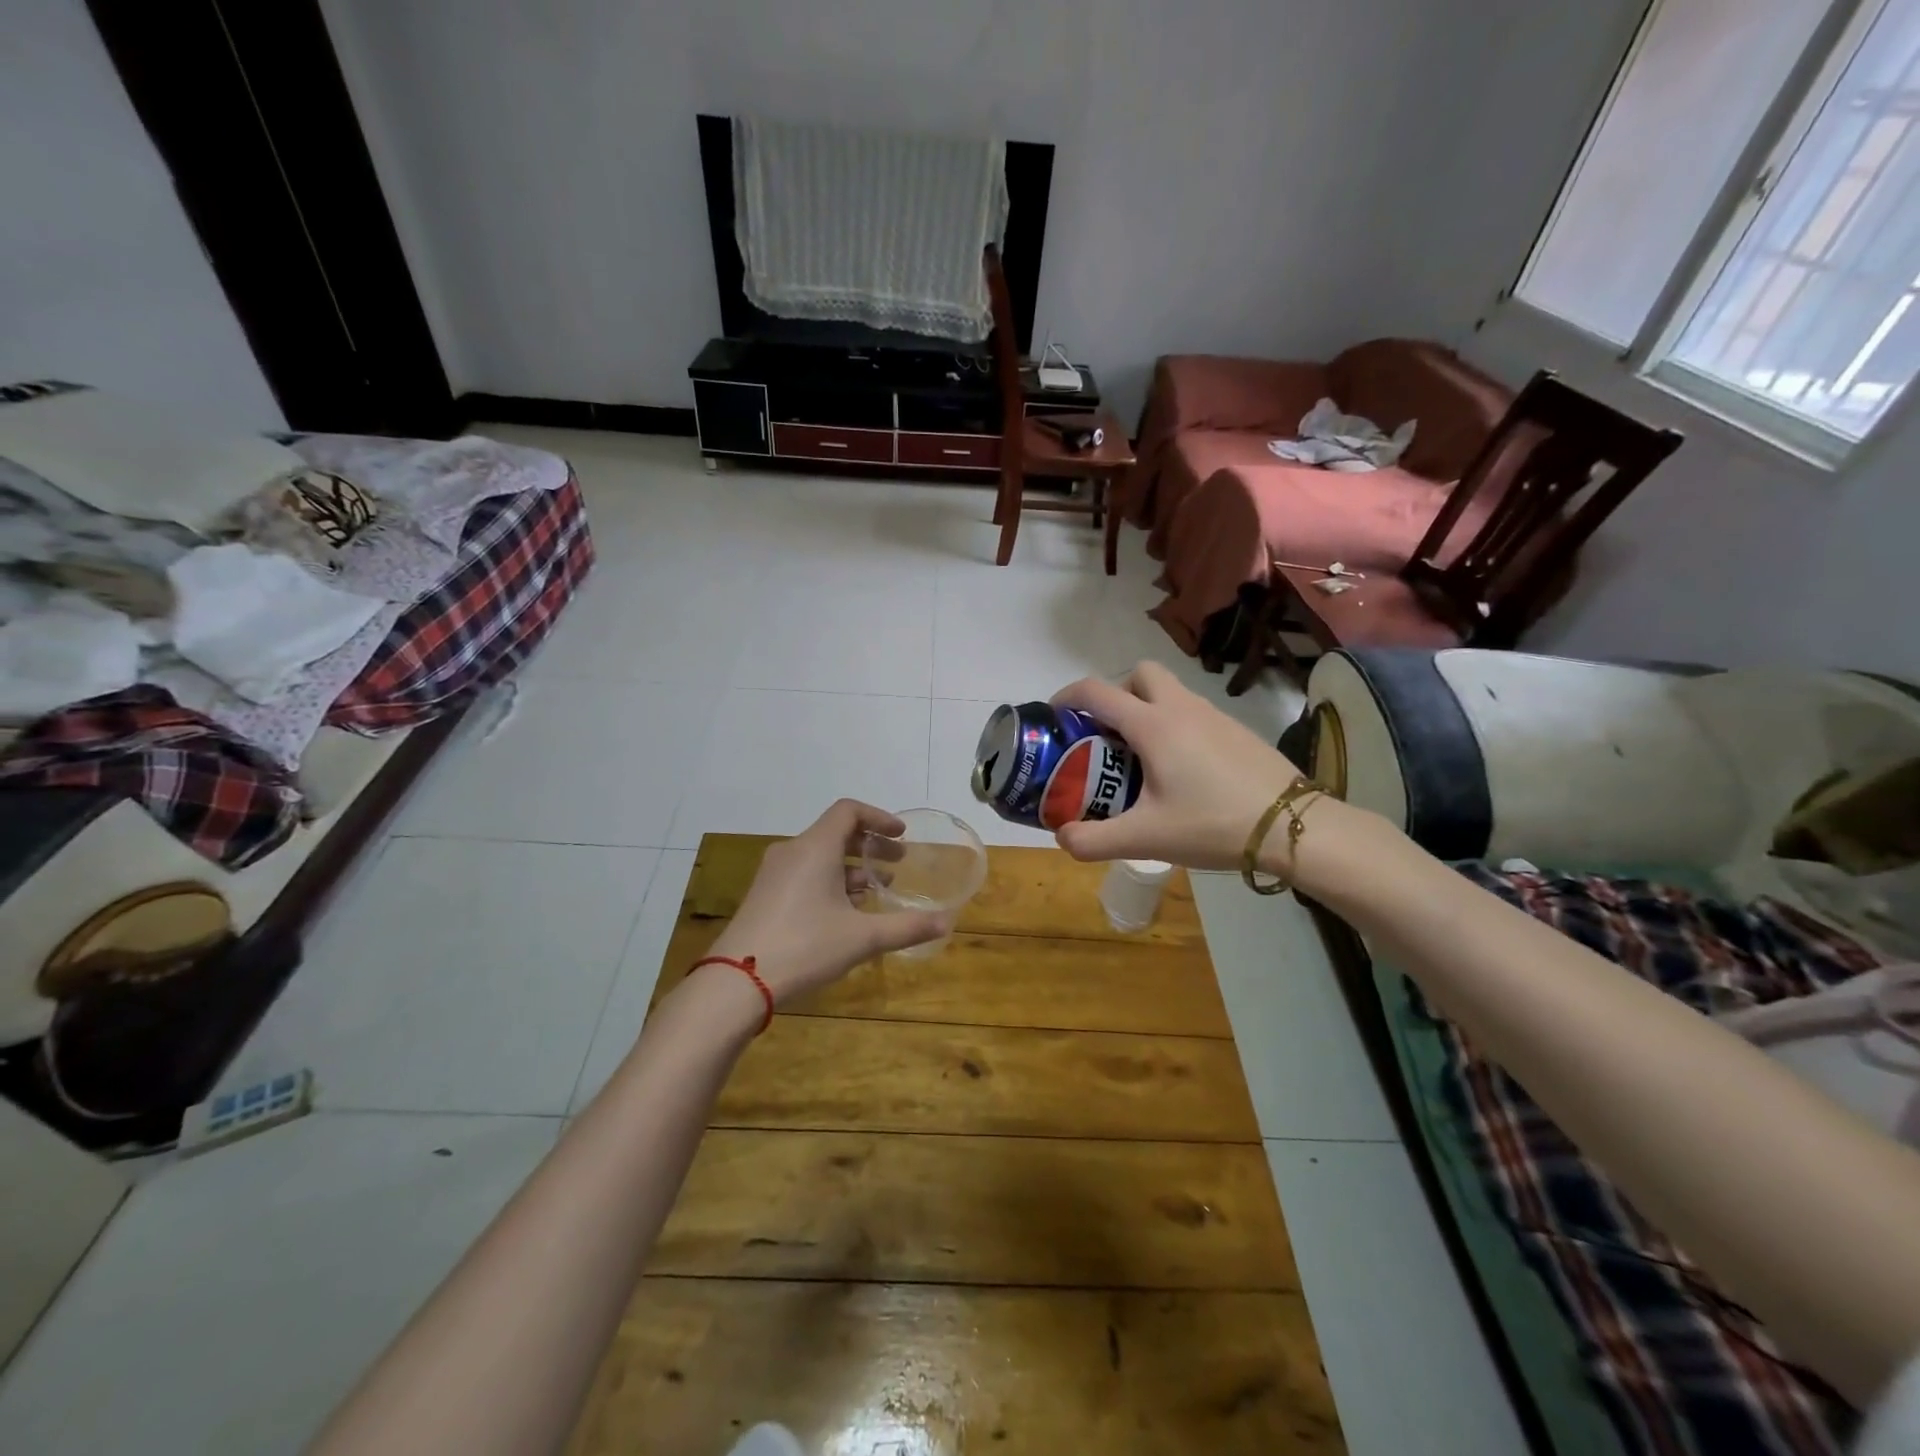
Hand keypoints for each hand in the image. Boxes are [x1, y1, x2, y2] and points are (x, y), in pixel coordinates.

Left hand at [704, 800, 952, 1006]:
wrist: (736, 982)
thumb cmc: (805, 947)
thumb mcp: (862, 938)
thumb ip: (906, 927)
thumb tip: (947, 923)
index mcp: (815, 848)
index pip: (849, 811)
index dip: (879, 818)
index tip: (901, 836)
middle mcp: (792, 852)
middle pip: (836, 833)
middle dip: (870, 846)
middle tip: (897, 865)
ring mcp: (773, 874)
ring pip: (820, 856)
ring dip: (851, 868)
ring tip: (876, 893)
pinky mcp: (764, 896)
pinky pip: (804, 874)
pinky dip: (830, 881)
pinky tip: (845, 913)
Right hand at [1048, 661, 1306, 870]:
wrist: (1293, 826)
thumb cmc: (1212, 824)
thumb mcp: (1144, 839)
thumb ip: (1093, 840)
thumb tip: (1062, 837)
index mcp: (1153, 725)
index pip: (1097, 692)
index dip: (1068, 696)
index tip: (1054, 714)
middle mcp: (1181, 708)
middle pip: (1139, 674)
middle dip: (1116, 693)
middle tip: (1107, 734)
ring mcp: (1214, 715)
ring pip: (1170, 691)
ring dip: (1146, 709)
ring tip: (1141, 757)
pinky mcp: (1236, 730)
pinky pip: (1194, 711)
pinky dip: (1175, 725)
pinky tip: (1182, 770)